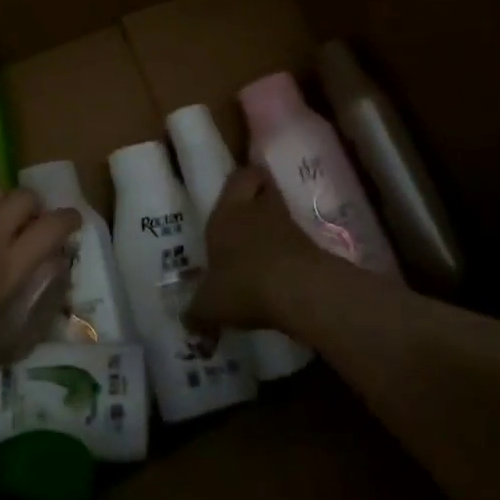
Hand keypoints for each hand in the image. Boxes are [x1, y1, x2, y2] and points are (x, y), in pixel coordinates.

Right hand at [189, 165, 330, 334]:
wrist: (300, 291)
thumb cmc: (242, 284)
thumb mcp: (209, 305)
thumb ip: (197, 311)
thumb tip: (187, 321)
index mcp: (227, 214)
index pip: (238, 178)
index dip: (239, 178)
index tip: (235, 183)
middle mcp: (257, 211)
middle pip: (263, 186)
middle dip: (258, 192)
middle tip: (247, 208)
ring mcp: (289, 227)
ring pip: (280, 213)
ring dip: (273, 224)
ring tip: (260, 244)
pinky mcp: (312, 247)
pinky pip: (295, 241)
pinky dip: (287, 250)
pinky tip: (276, 270)